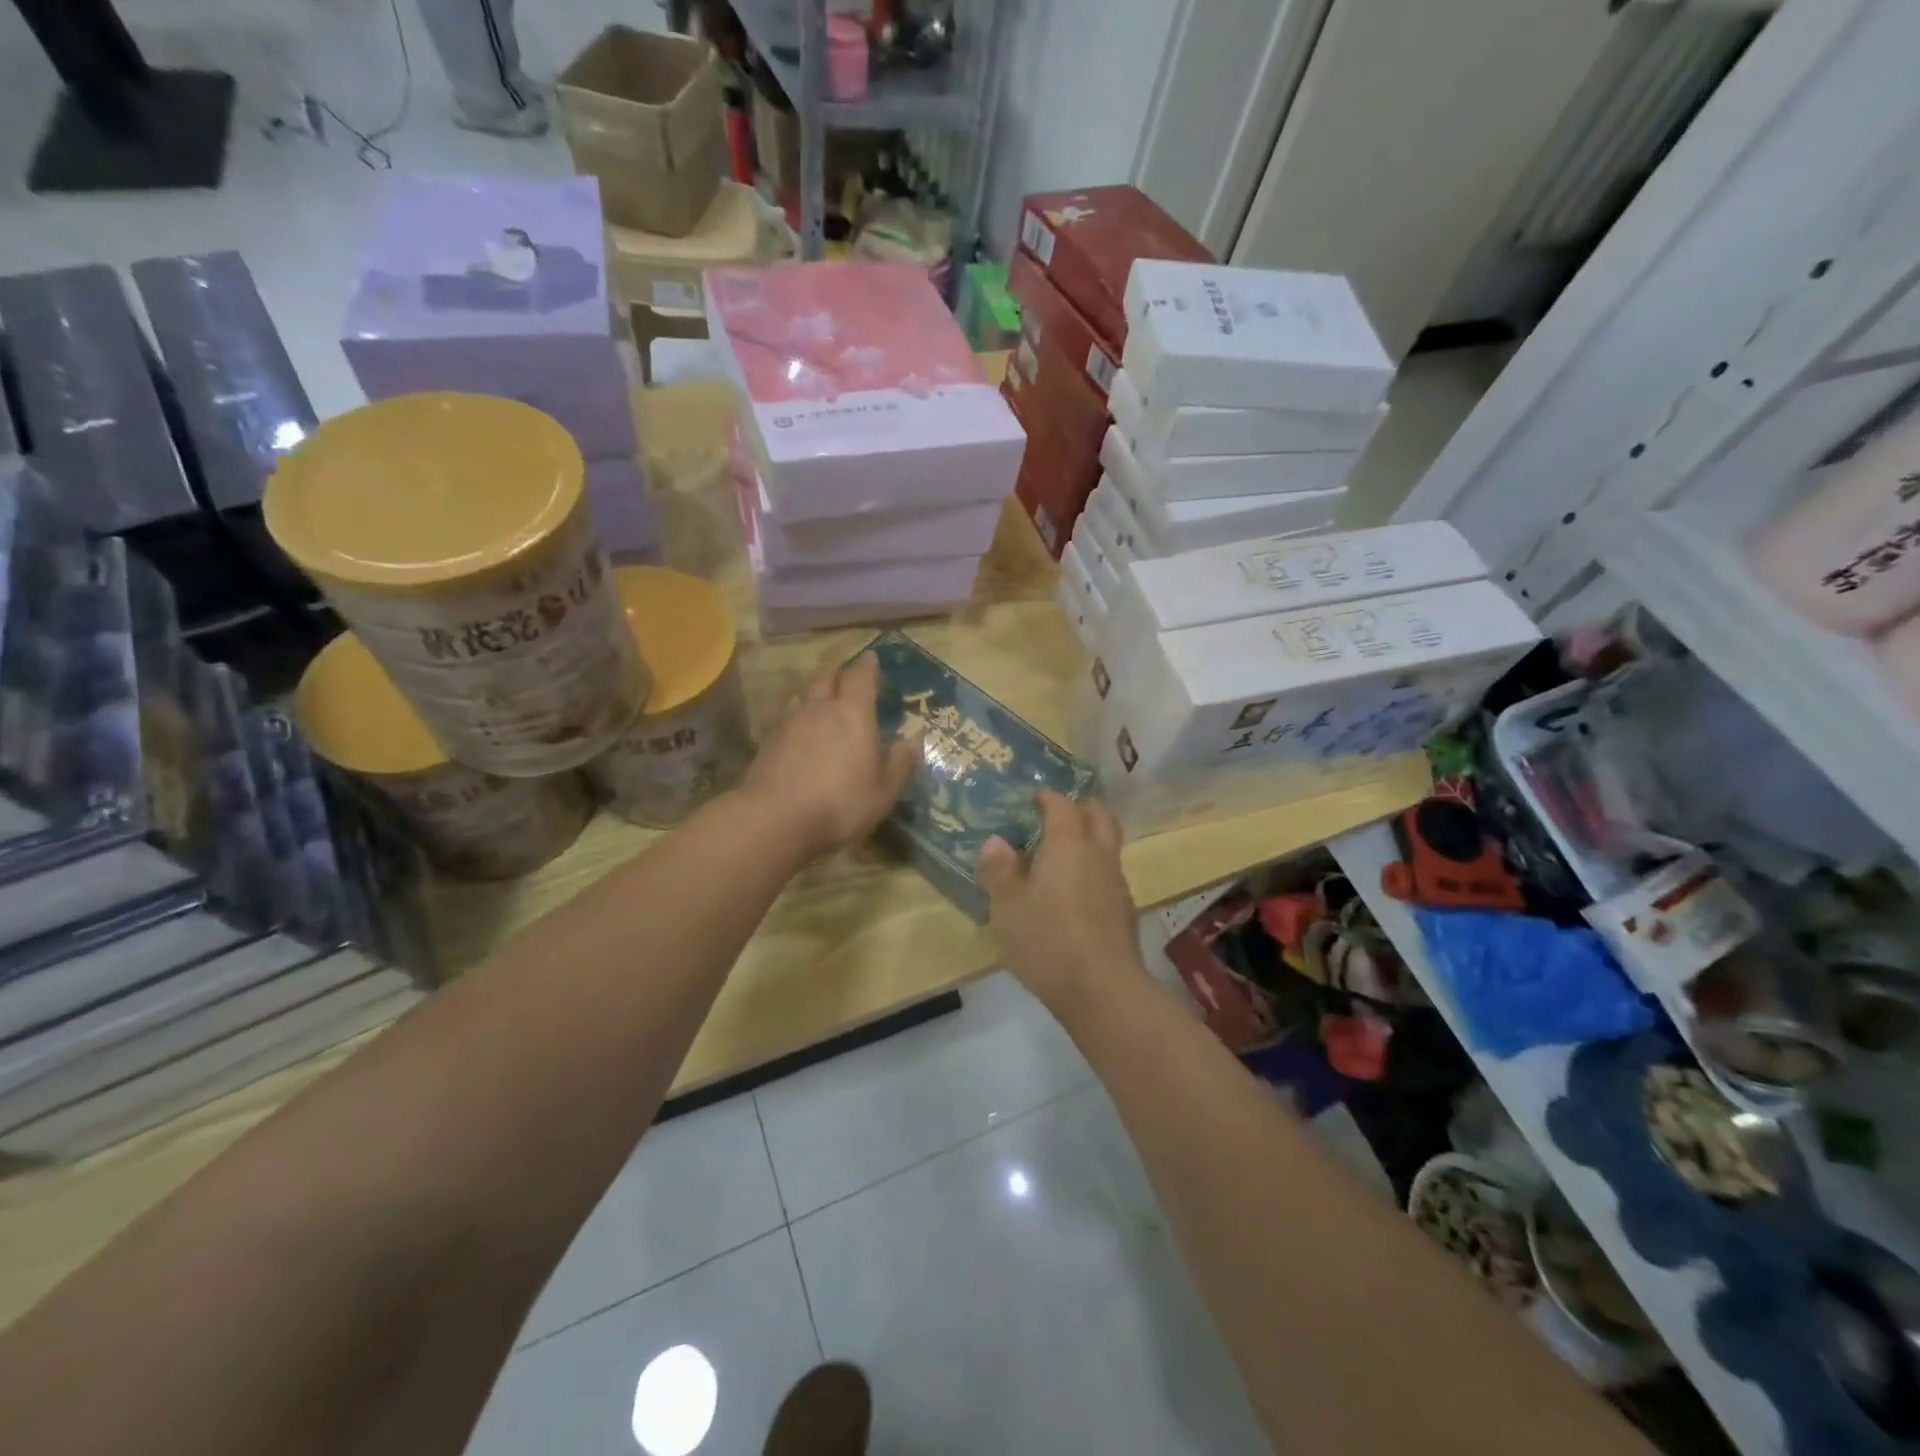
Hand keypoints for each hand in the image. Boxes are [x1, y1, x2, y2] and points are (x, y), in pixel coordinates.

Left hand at [740, 653, 919, 860]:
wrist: (775, 821)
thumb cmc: (840, 804)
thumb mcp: (883, 791)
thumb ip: (899, 763)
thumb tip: (912, 740)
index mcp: (853, 713)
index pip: (860, 677)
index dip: (868, 666)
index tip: (872, 658)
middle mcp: (819, 708)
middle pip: (826, 677)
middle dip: (838, 672)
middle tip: (846, 675)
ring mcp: (789, 723)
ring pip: (802, 694)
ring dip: (814, 690)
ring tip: (821, 698)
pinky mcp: (767, 742)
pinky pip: (786, 716)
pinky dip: (797, 715)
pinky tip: (799, 729)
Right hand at [977, 791, 1145, 1017]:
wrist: (1104, 990)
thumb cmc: (1048, 940)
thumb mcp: (1007, 906)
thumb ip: (999, 870)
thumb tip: (996, 841)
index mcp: (1069, 844)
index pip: (1063, 805)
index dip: (1048, 797)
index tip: (1034, 797)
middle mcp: (1098, 854)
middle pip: (1100, 815)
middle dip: (1081, 807)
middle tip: (1057, 814)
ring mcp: (1116, 883)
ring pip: (1107, 846)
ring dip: (1089, 840)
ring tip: (1060, 855)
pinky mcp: (1124, 911)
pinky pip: (1107, 875)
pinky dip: (1092, 870)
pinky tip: (1072, 894)